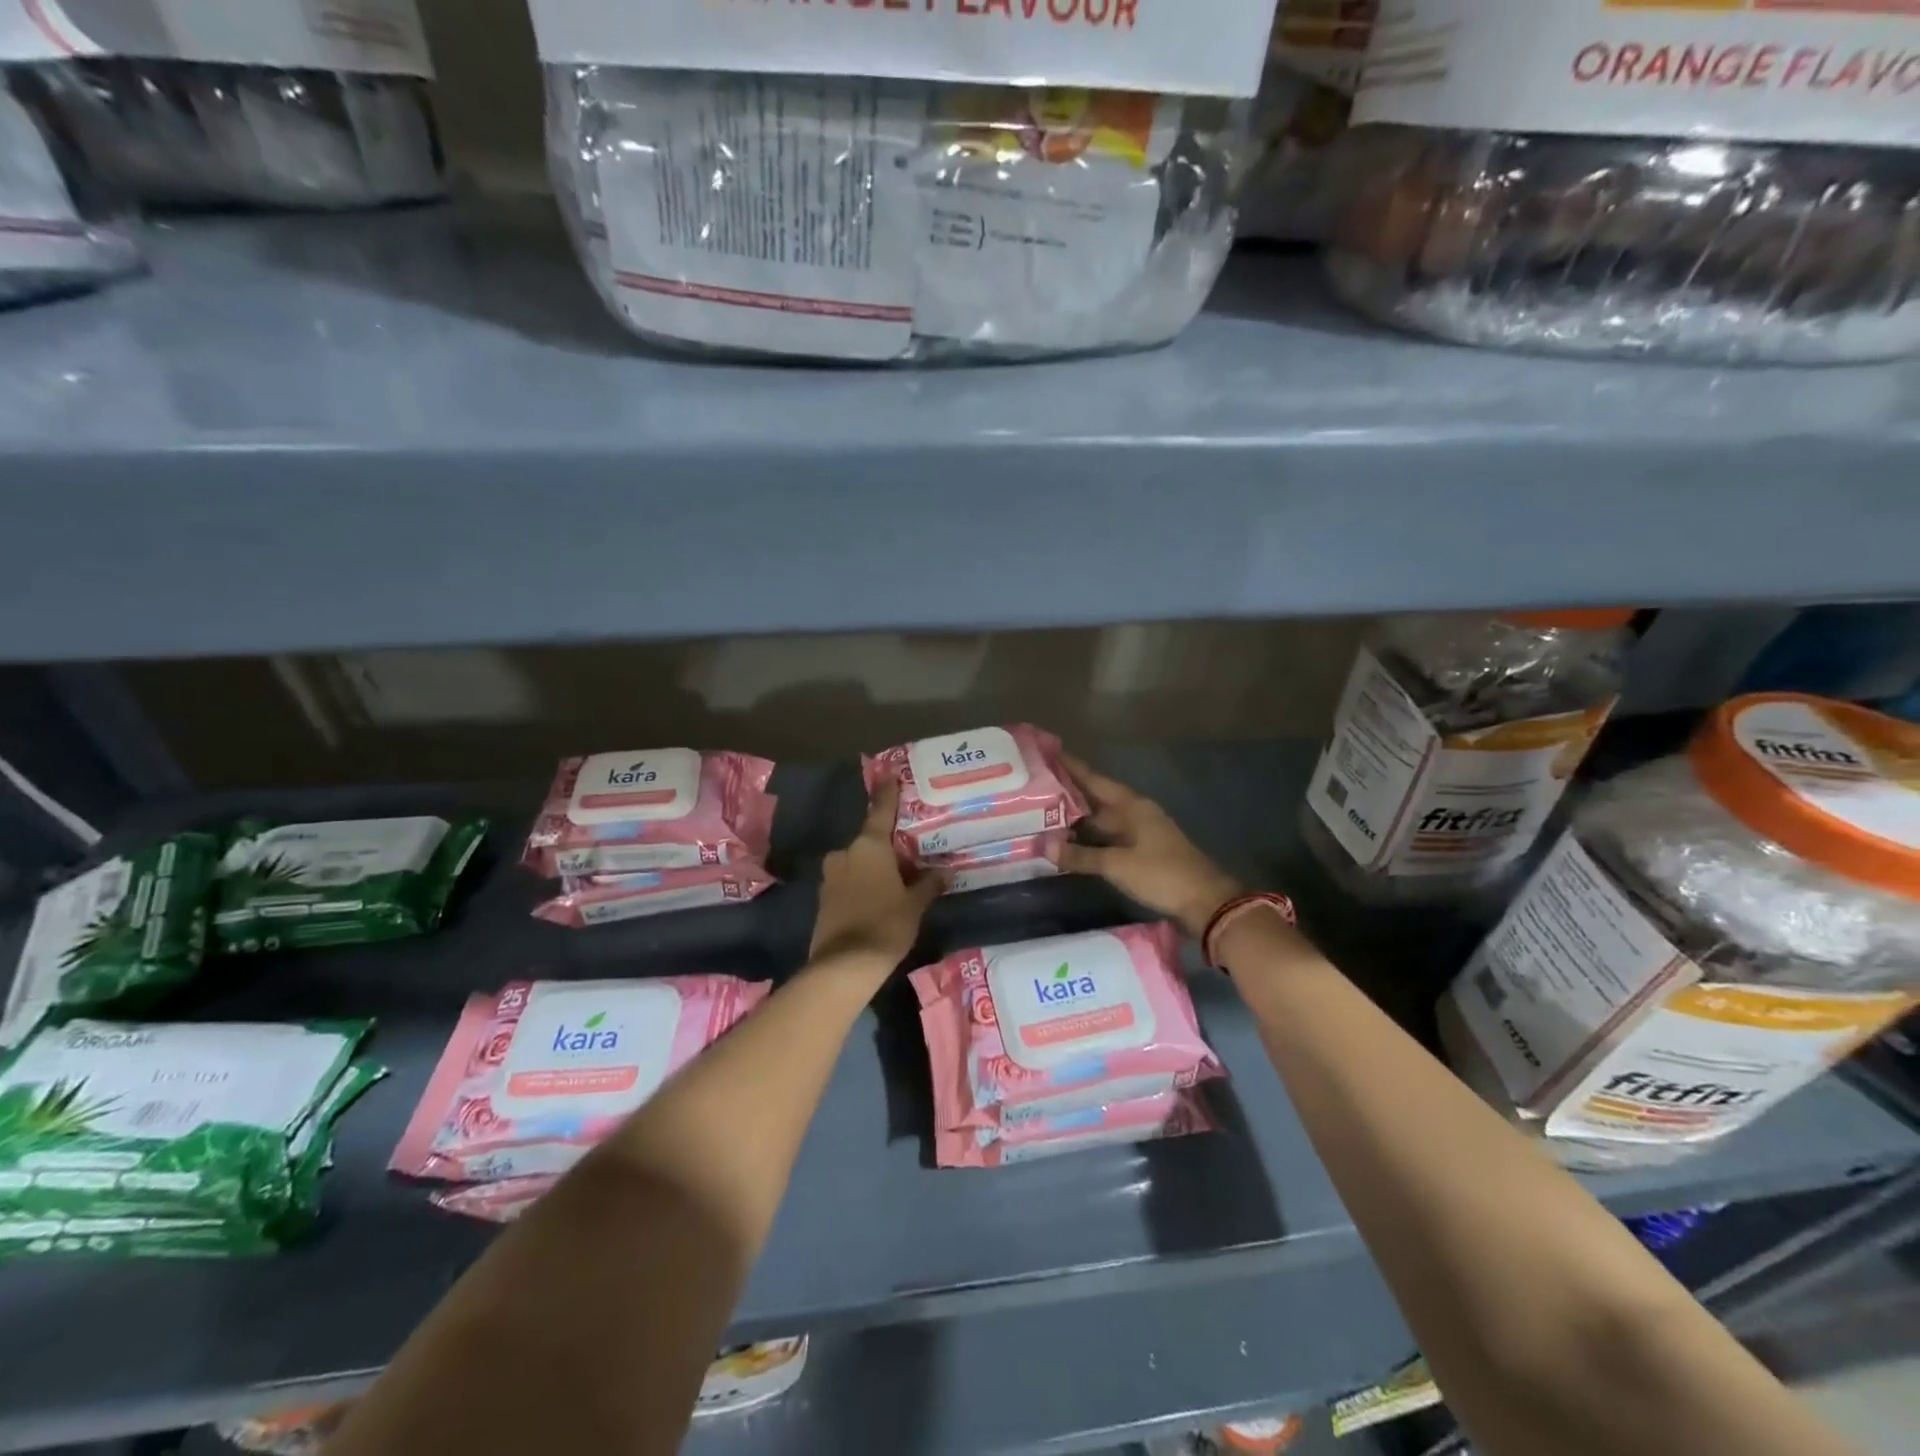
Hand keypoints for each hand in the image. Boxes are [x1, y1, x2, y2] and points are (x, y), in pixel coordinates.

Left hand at [809, 778, 940, 967]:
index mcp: (869, 846)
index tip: (889, 774)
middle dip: (887, 845)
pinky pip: (848, 881)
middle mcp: (846, 853)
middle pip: (869, 841)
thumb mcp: (915, 904)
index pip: (881, 811)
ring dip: (874, 867)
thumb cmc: (886, 924)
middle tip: (909, 851)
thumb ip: (928, 884)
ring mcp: (831, 876)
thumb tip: (944, 871)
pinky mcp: (824, 898)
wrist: (844, 966)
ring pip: (857, 862)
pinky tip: (878, 898)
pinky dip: (862, 883)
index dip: (887, 793)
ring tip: (896, 879)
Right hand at [1058, 754, 1242, 939]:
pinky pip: (1108, 837)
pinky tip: (1071, 842)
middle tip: (1034, 787)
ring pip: (1101, 819)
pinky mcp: (1141, 851)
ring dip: (1077, 817)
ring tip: (1043, 813)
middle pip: (1096, 798)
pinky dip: (1089, 837)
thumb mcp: (1117, 865)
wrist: (1205, 901)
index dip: (1071, 767)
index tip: (1046, 753)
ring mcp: (1139, 832)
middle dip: (1068, 793)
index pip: (1094, 780)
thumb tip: (1044, 845)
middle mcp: (1134, 812)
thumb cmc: (1161, 874)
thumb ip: (1081, 855)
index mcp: (1131, 805)